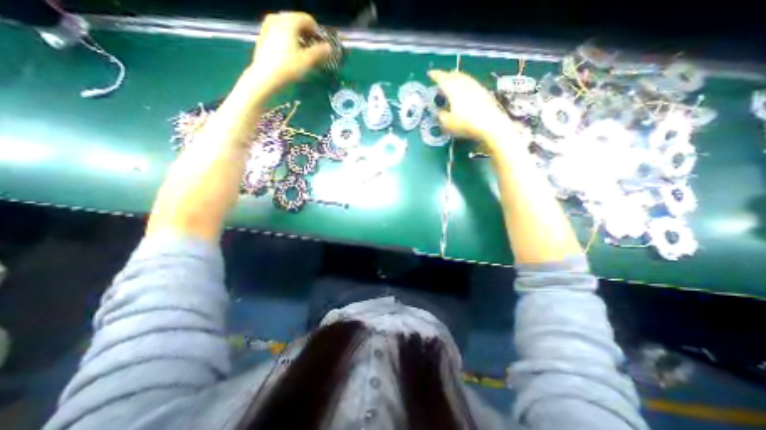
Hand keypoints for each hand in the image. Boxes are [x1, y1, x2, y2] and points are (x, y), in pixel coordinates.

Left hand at [245, 11, 329, 94]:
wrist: (265, 76)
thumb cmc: (288, 67)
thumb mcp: (307, 61)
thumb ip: (319, 52)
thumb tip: (329, 47)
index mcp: (289, 21)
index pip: (307, 19)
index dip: (316, 31)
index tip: (321, 43)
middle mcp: (278, 18)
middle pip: (296, 20)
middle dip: (306, 32)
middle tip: (312, 47)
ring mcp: (268, 26)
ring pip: (286, 25)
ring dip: (296, 35)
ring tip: (301, 49)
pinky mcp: (263, 36)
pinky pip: (278, 31)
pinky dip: (286, 37)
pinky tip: (289, 51)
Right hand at [428, 70, 523, 149]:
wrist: (491, 125)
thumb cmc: (466, 125)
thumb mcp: (448, 124)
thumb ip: (441, 116)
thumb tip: (439, 112)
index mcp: (453, 90)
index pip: (442, 78)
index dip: (435, 75)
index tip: (430, 73)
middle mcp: (464, 84)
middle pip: (454, 75)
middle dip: (446, 75)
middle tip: (440, 78)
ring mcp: (476, 87)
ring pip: (463, 77)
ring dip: (456, 78)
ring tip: (452, 83)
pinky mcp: (484, 92)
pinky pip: (471, 83)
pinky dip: (464, 83)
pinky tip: (464, 90)